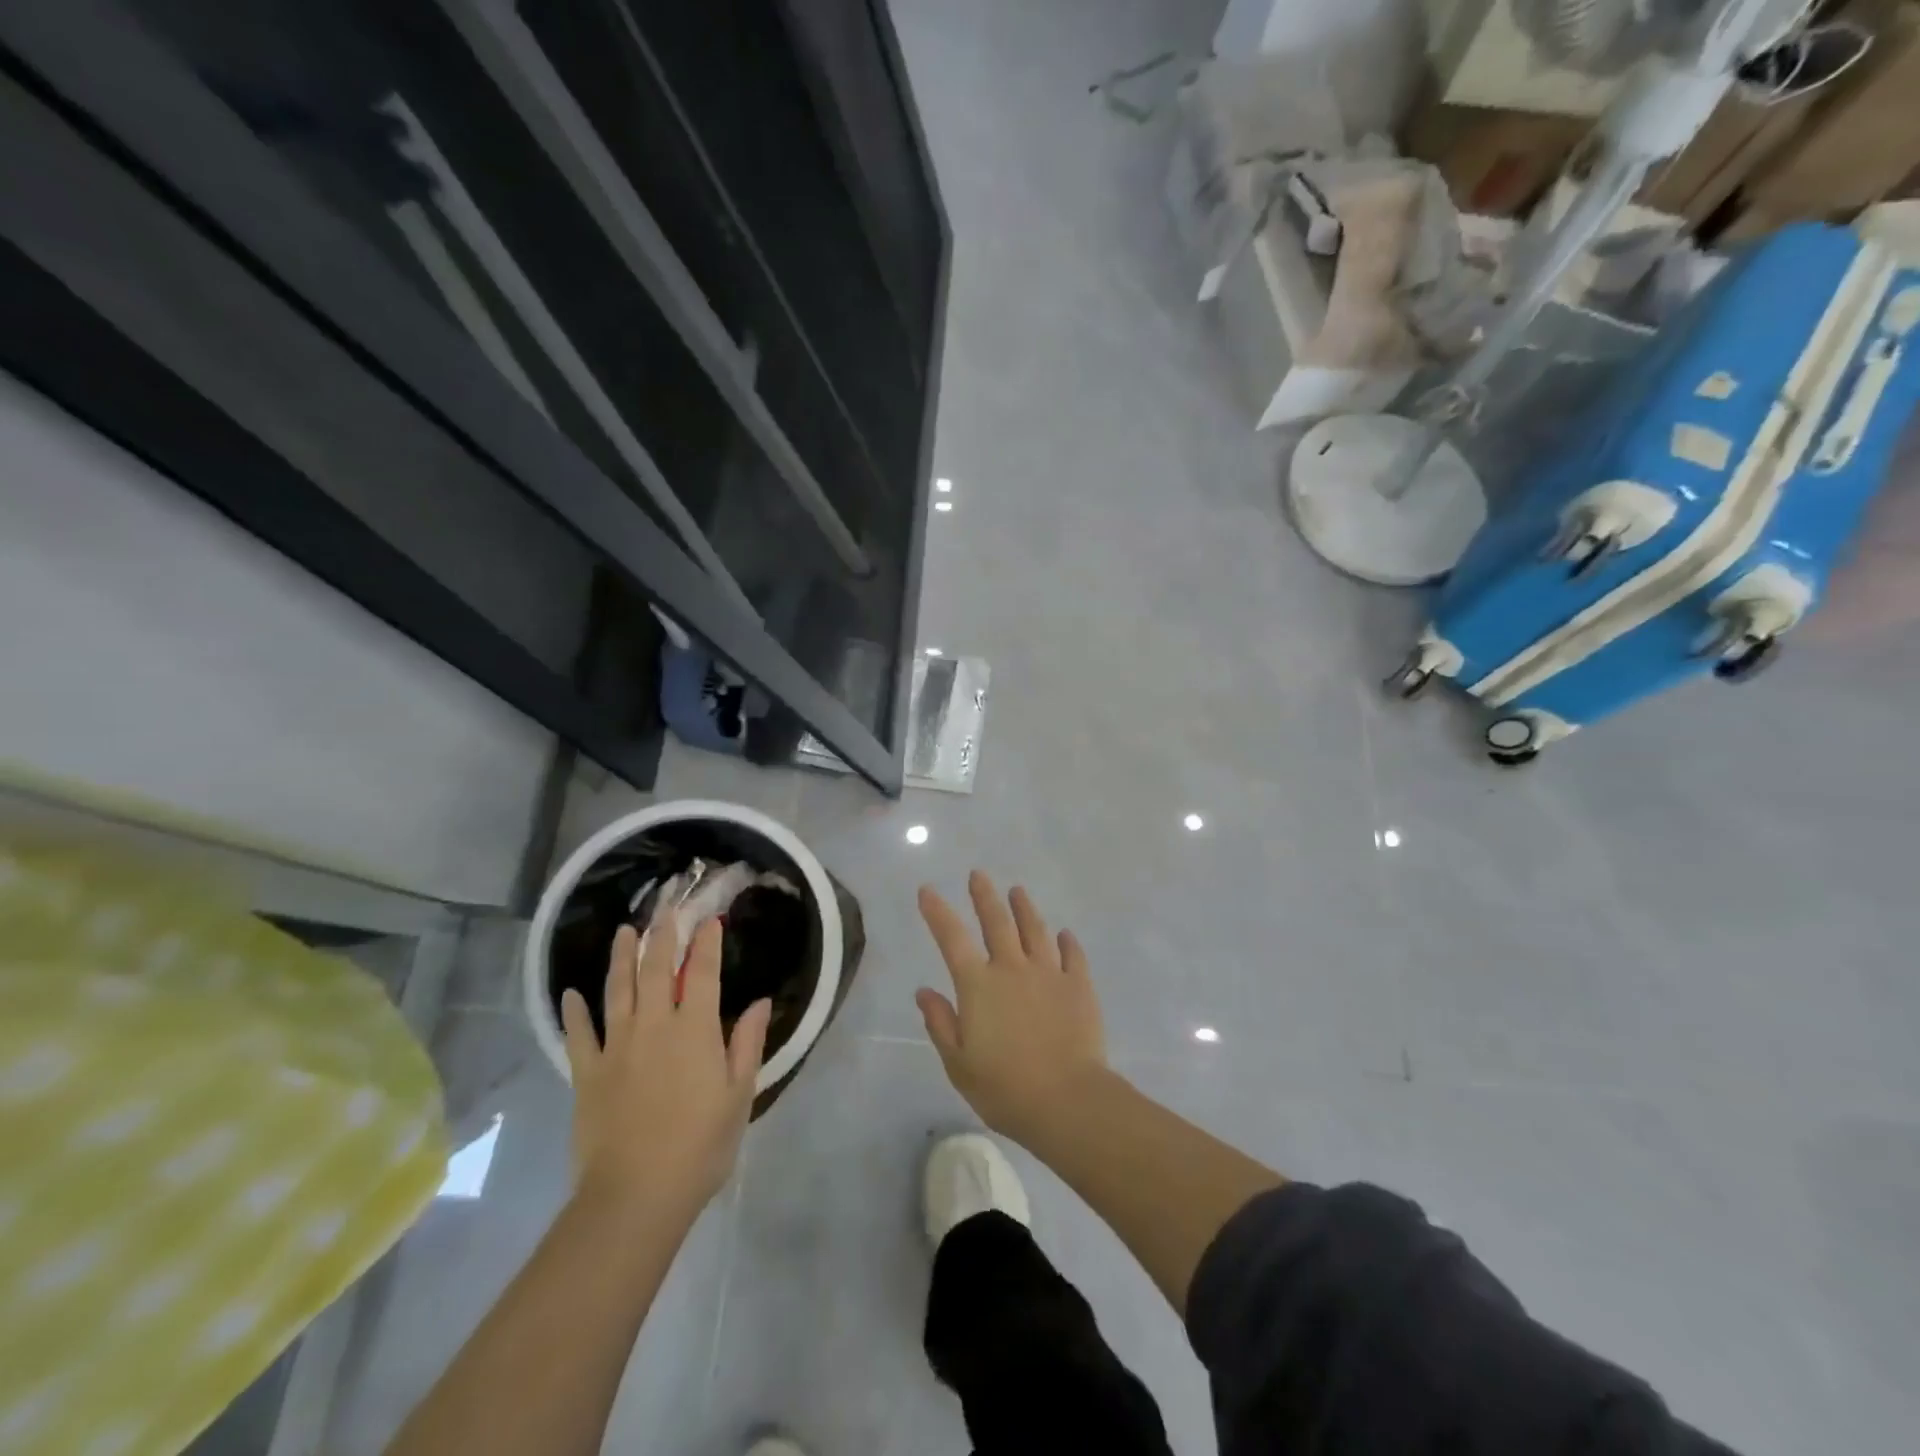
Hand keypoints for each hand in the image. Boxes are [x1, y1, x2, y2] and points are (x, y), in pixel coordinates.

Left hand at [560, 916, 771, 1216]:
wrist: (635, 1196)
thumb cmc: (700, 1146)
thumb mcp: (739, 1096)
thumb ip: (748, 1043)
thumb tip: (761, 1001)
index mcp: (695, 1030)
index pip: (703, 974)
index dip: (707, 944)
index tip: (710, 921)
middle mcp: (654, 1027)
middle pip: (656, 970)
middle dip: (662, 936)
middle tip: (665, 911)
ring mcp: (616, 1047)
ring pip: (617, 990)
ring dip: (620, 957)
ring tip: (623, 931)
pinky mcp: (587, 1074)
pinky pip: (579, 1035)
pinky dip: (575, 1012)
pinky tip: (571, 994)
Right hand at [916, 871, 1108, 1144]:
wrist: (1067, 1100)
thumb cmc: (1004, 1088)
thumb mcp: (959, 1064)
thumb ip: (940, 1023)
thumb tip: (923, 991)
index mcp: (978, 985)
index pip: (952, 938)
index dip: (937, 912)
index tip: (927, 890)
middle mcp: (1012, 968)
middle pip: (997, 922)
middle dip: (985, 896)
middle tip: (979, 875)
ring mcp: (1049, 973)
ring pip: (1035, 930)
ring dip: (1024, 908)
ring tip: (1018, 892)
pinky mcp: (1079, 985)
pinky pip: (1073, 956)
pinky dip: (1068, 942)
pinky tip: (1065, 935)